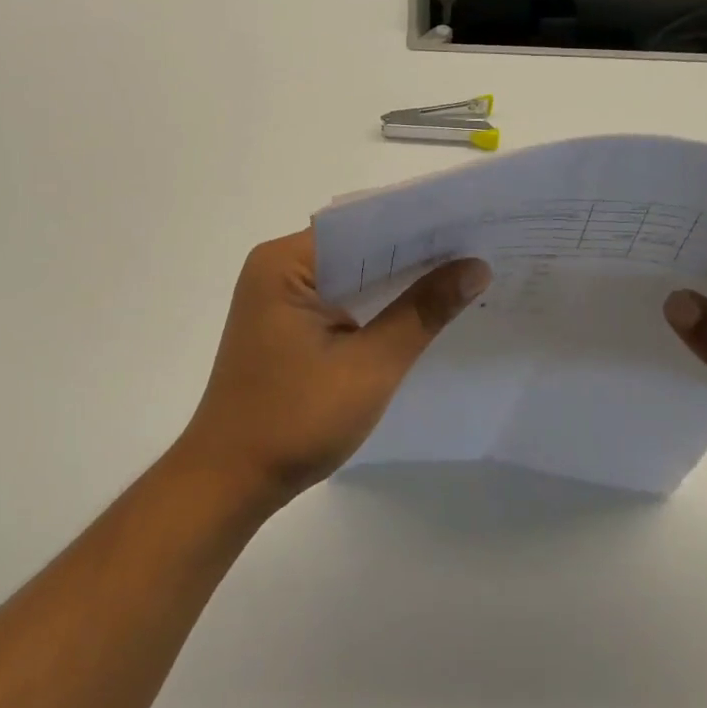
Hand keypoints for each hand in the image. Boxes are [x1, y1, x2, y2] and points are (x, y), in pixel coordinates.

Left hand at [173, 229, 490, 510]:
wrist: (229, 483)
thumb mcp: (370, 365)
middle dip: (412, 251)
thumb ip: (422, 311)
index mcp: (284, 262)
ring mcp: (278, 296)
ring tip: (461, 270)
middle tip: (477, 246)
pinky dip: (374, 301)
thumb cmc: (295, 421)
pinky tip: (418, 306)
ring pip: (350, 273)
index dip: (417, 225)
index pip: (361, 225)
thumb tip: (475, 267)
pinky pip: (338, 297)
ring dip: (396, 277)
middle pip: (356, 246)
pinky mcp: (285, 323)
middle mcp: (276, 267)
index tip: (469, 223)